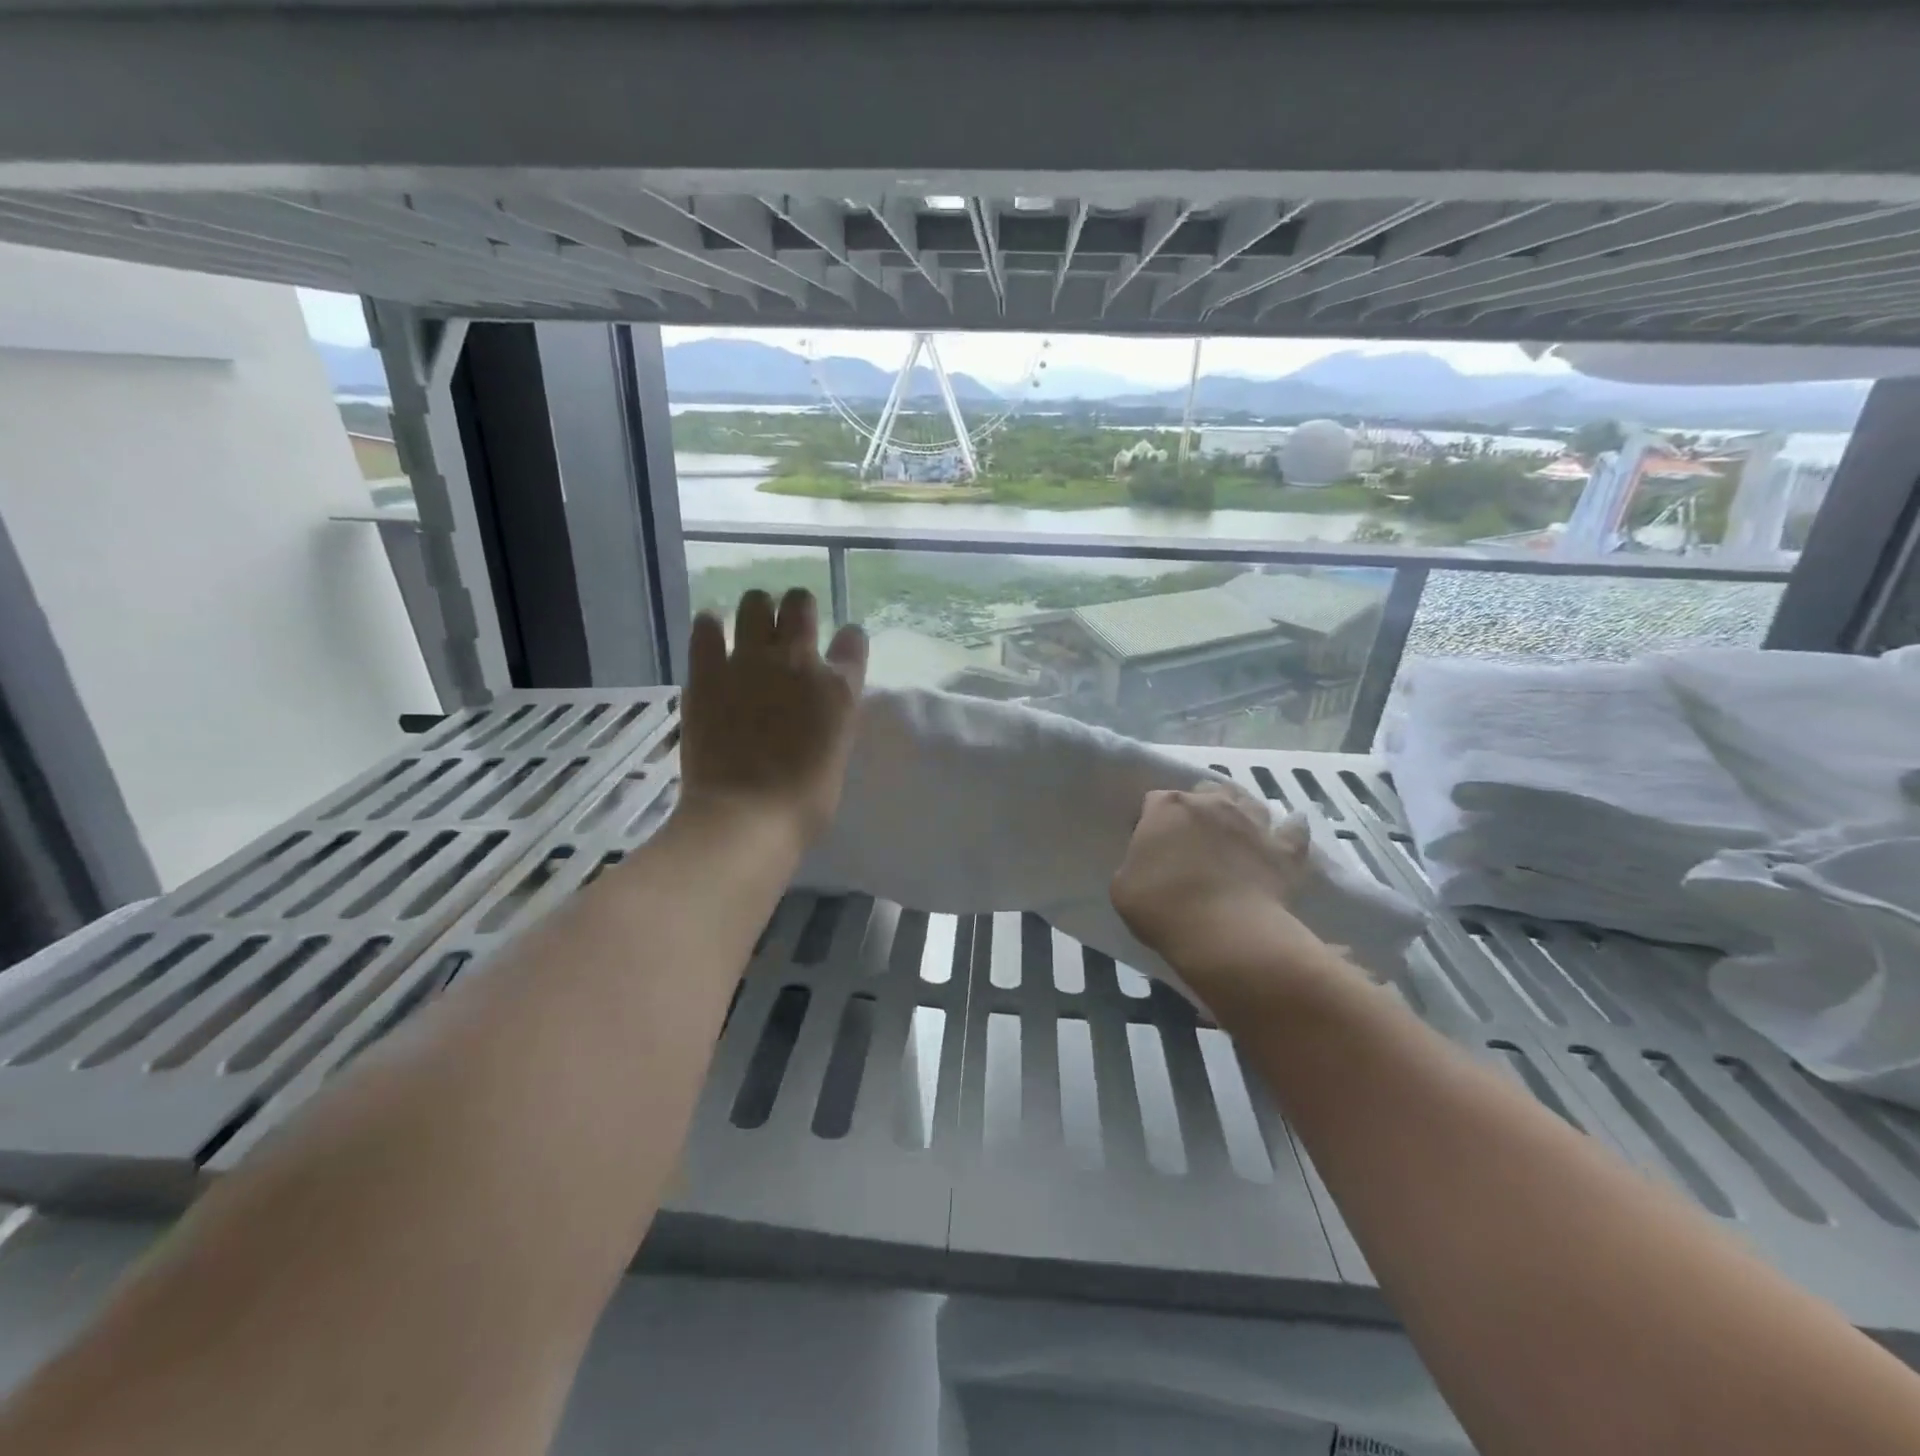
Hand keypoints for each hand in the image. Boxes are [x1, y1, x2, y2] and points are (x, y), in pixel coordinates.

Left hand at [677, 589, 867, 847]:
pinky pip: (705, 625)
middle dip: (797, 609)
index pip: (853, 639)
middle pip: (801, 602)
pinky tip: (712, 638)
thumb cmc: (804, 803)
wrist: (746, 818)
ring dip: (757, 611)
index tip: (839, 650)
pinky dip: (710, 627)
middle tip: (788, 631)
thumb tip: (817, 707)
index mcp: (839, 687)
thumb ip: (831, 719)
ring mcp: (750, 662)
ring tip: (751, 630)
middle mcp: (798, 662)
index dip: (847, 641)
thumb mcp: (836, 755)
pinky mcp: (706, 672)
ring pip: (755, 601)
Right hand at [1111, 785, 1349, 1005]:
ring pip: (1249, 801)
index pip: (1155, 801)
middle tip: (1194, 836)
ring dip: (1241, 810)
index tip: (1152, 845)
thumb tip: (1149, 864)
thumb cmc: (1163, 908)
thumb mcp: (1122, 887)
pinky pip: (1295, 829)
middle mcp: (1210, 804)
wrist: (1225, 934)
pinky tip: (1291, 828)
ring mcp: (1251, 822)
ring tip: (1237, 829)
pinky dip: (1292, 828)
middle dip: (1199, 807)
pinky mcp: (1284, 848)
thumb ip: (1134, 864)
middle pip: (1204, 791)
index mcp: (1166, 808)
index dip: (1153, 821)